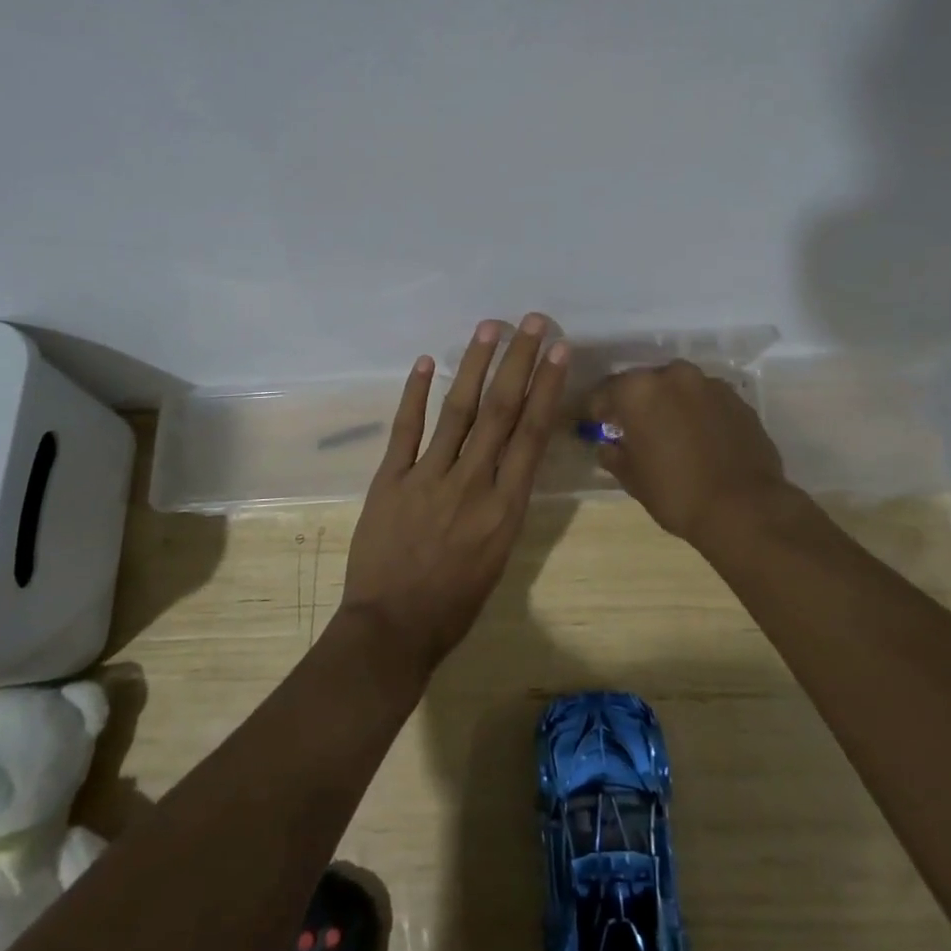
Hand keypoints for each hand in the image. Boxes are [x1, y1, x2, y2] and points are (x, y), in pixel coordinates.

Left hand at [338, 314, 569, 674]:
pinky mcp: (391, 480)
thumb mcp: (500, 554)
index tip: (558, 351)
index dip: (546, 388)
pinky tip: (425, 362)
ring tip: (489, 328)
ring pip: (456, 411)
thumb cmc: (456, 602)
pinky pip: (405, 429)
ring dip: (474, 366)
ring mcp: (428, 478)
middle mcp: (472, 484)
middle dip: (518, 363)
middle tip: (532, 323)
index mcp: (505, 508)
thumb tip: (513, 456)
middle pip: (499, 412)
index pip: (531, 435)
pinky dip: (414, 394)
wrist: (394, 628)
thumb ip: (506, 501)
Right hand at [585, 361, 791, 546]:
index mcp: (638, 390)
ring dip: (669, 404)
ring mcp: (710, 384)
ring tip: (670, 433)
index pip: (605, 392)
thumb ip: (613, 454)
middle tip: (634, 429)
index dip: (597, 411)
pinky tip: (700, 438)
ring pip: (678, 388)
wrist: (745, 509)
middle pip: (644, 384)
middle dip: (636, 403)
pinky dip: (697, 412)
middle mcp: (673, 376)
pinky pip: (706, 400)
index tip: (597, 426)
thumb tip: (608, 445)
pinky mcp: (738, 399)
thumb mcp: (632, 479)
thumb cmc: (676, 493)